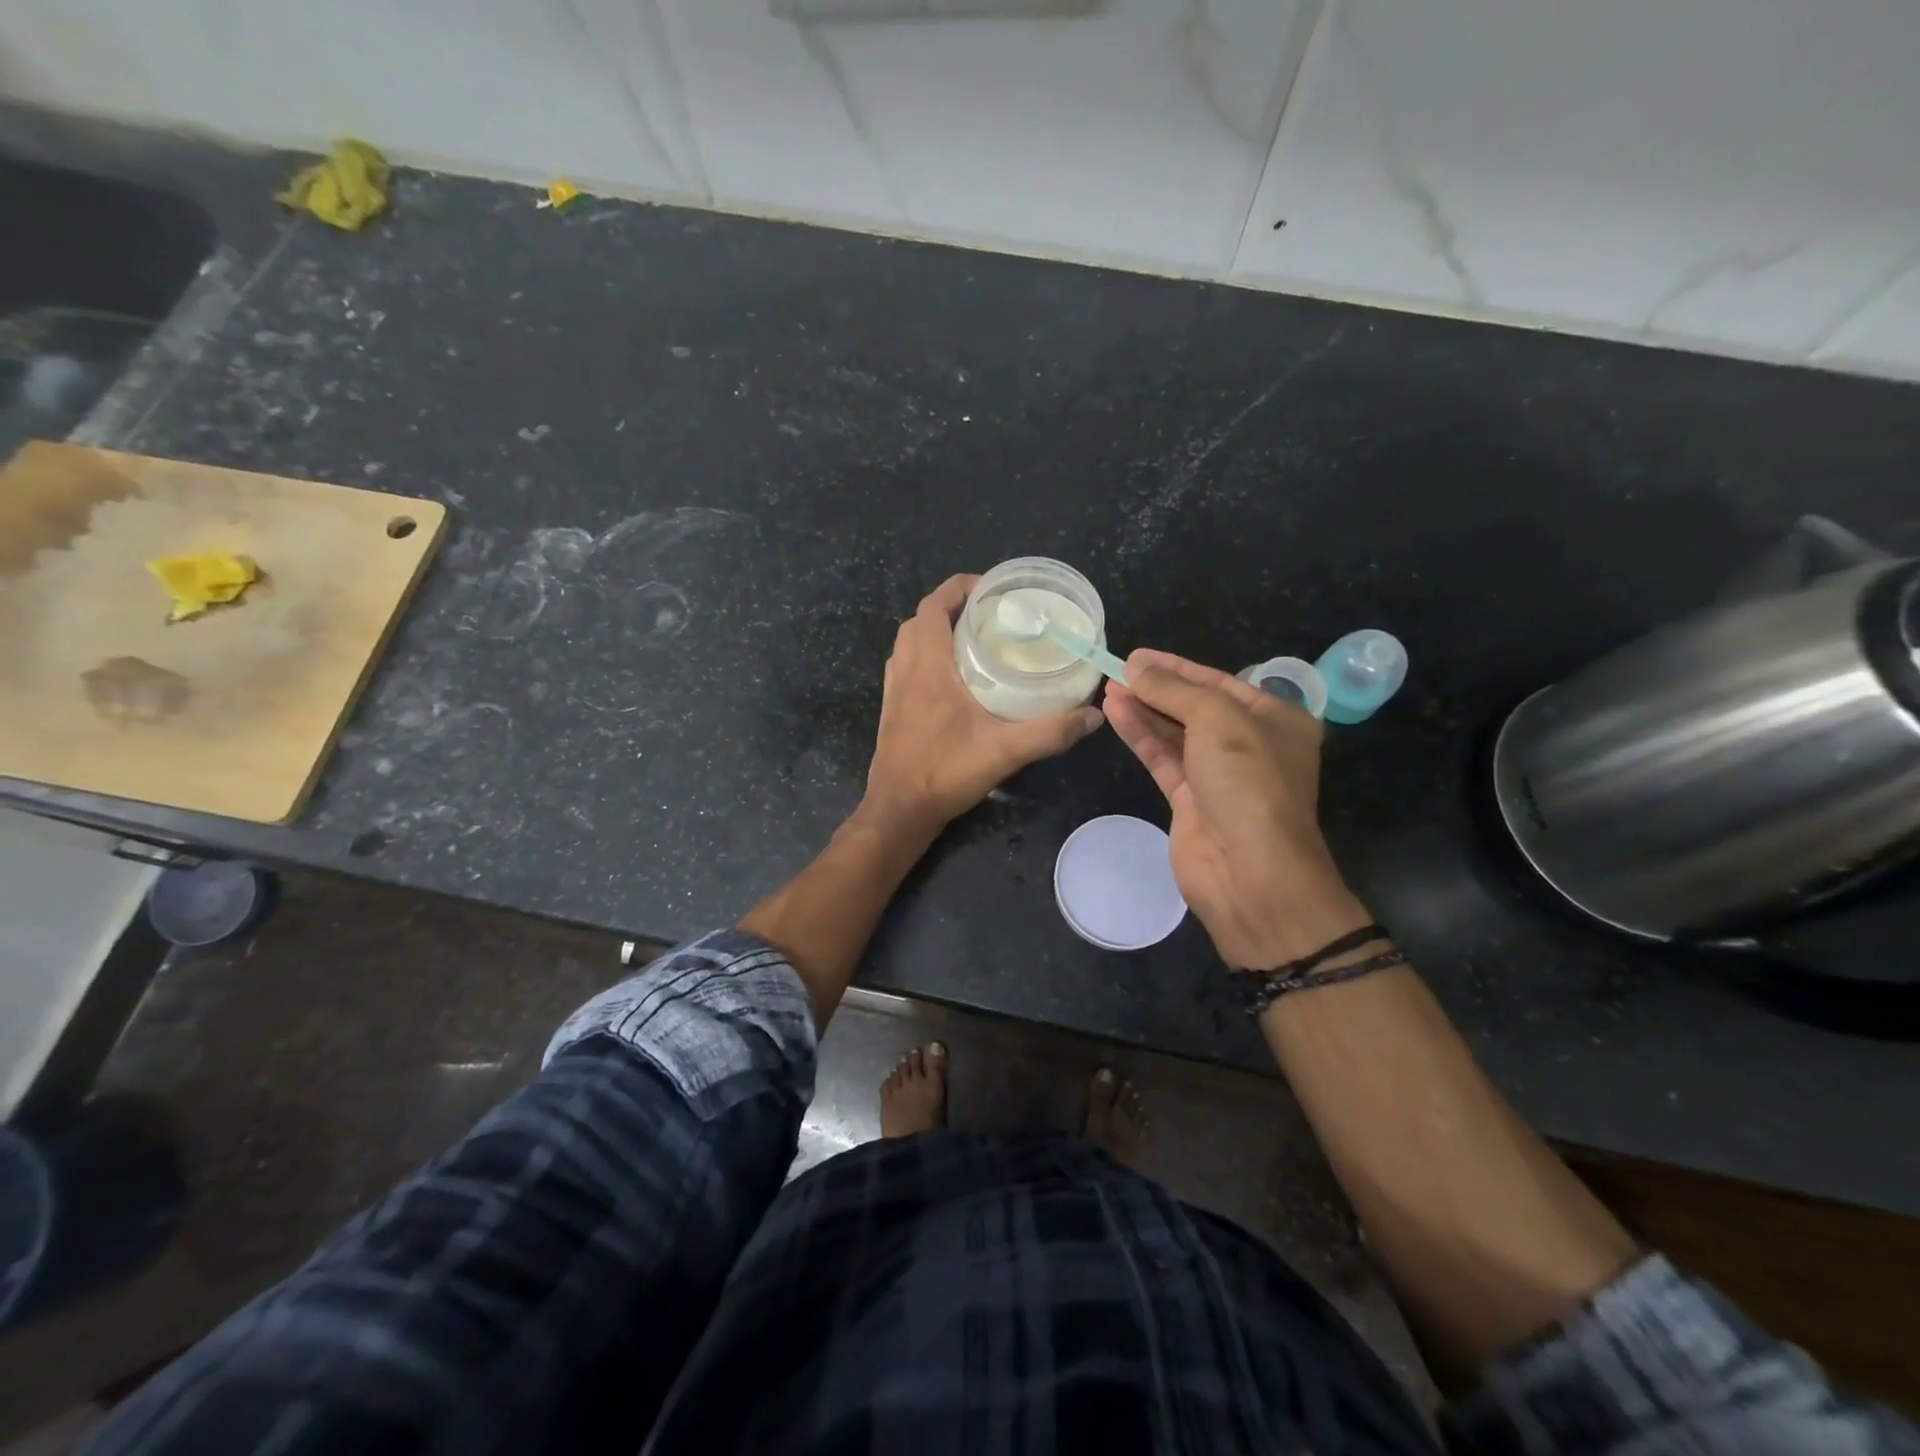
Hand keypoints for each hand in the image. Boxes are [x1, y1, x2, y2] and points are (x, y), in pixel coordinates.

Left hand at [863, 574, 1103, 832]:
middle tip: (992, 614)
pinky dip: (928, 654)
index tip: (994, 589)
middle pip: (922, 618)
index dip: (960, 587)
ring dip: (938, 629)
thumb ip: (1050, 732)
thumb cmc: (944, 773)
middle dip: (954, 606)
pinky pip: (907, 663)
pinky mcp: (893, 707)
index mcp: (927, 667)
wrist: (898, 810)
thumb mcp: (1004, 752)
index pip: (934, 606)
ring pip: (911, 641)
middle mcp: (905, 670)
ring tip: (976, 638)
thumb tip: (1092, 715)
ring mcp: (894, 689)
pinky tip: (956, 676)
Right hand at [1103, 649, 1369, 968]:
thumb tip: (1136, 668)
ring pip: (1175, 733)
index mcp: (1276, 720)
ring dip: (1143, 710)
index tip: (1138, 655)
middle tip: (1117, 670)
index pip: (1221, 683)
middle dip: (1157, 688)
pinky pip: (1163, 758)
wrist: (1251, 871)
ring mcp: (1219, 775)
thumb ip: (1174, 690)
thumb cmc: (1248, 782)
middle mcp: (1250, 745)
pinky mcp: (1190, 801)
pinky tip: (1115, 713)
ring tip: (1107, 687)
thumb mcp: (1217, 720)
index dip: (1178, 667)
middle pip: (1196, 707)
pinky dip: (1140, 735)